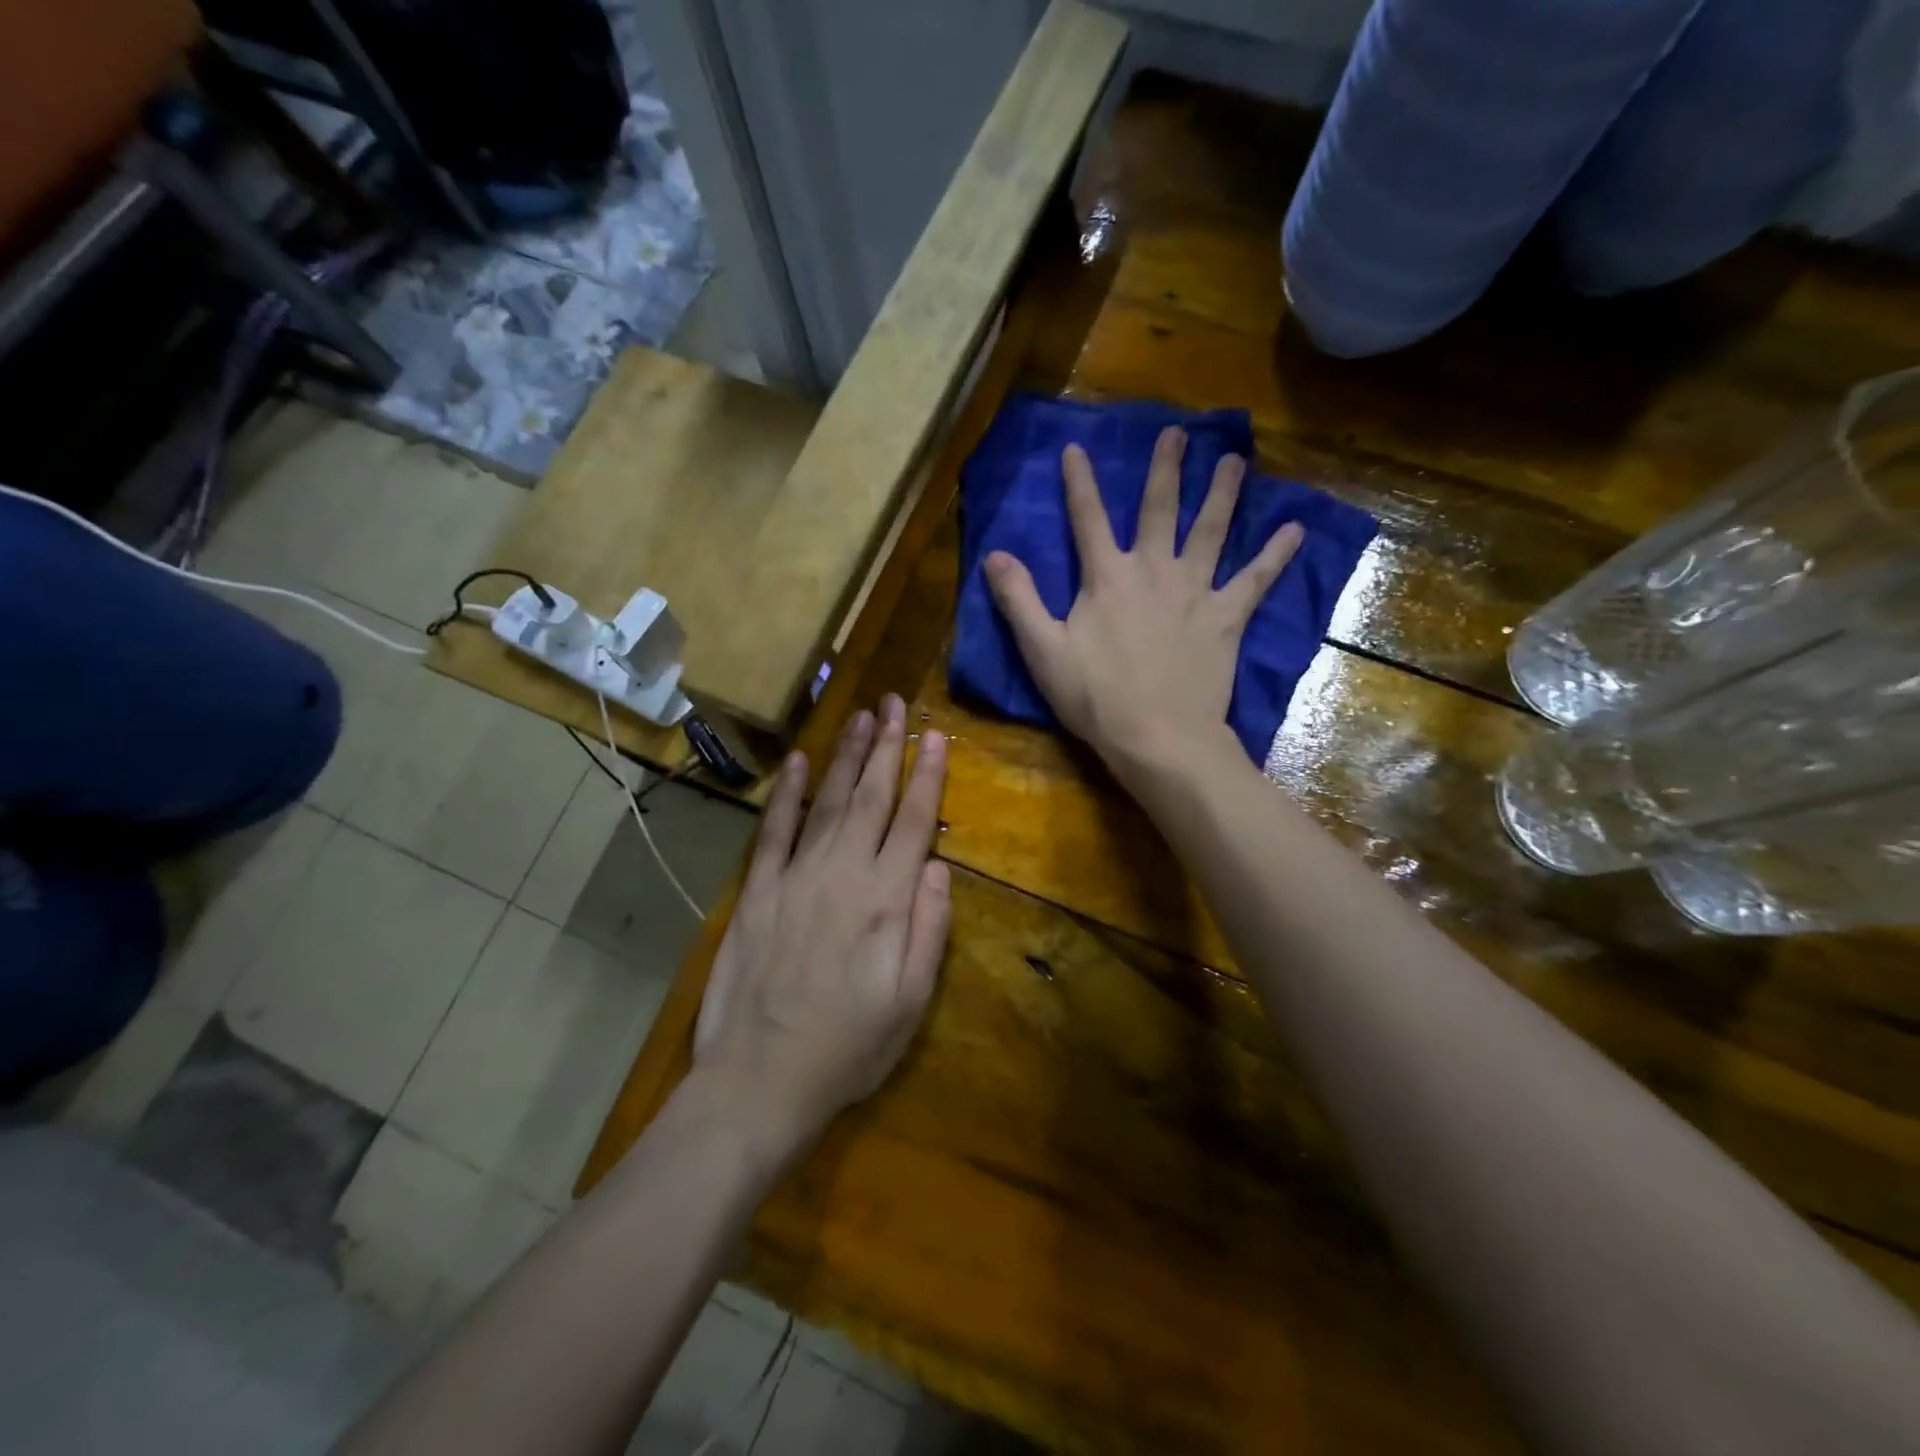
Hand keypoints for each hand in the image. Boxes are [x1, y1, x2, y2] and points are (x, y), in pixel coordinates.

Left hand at [693, 695, 949, 1155]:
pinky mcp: (757, 891)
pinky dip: (787, 793)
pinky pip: (774, 831)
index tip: (934, 735)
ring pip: (826, 802)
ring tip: (860, 716)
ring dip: (845, 756)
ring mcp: (795, 877)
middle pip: (870, 797)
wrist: (759, 1081)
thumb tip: (937, 865)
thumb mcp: (910, 1002)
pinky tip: (798, 761)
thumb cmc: (847, 1048)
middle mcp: (842, 874)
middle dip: (885, 746)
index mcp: (885, 901)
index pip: (913, 822)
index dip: (926, 776)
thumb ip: (929, 928)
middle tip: (894, 703)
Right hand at [984, 425, 1301, 778]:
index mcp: (1107, 577)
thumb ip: (1019, 600)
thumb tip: (994, 554)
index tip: (1075, 447)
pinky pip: (1255, 579)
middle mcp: (1154, 570)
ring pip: (1211, 531)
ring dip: (1223, 494)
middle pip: (1160, 510)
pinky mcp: (1226, 617)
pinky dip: (1276, 555)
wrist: (1157, 735)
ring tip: (1236, 461)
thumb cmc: (1094, 697)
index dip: (1079, 483)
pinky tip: (1295, 530)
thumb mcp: (1042, 650)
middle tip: (1179, 433)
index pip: (1088, 519)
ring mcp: (1195, 591)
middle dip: (1166, 469)